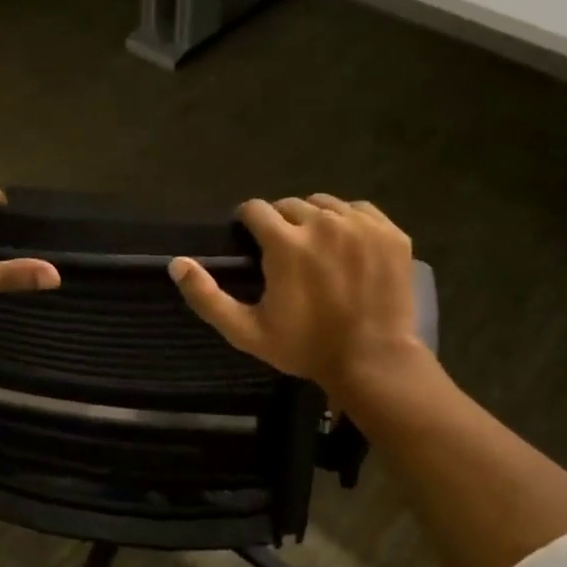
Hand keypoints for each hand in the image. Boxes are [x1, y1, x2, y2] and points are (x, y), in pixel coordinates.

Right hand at [169, 195, 430, 401]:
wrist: (373, 362)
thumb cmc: (305, 348)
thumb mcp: (246, 331)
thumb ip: (207, 297)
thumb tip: (176, 263)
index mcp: (285, 243)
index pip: (255, 209)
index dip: (248, 223)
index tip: (251, 241)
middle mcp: (323, 222)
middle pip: (289, 205)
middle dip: (281, 224)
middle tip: (285, 254)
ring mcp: (361, 225)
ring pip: (325, 204)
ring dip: (314, 219)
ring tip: (317, 248)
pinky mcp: (390, 233)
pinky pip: (359, 210)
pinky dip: (349, 222)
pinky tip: (347, 247)